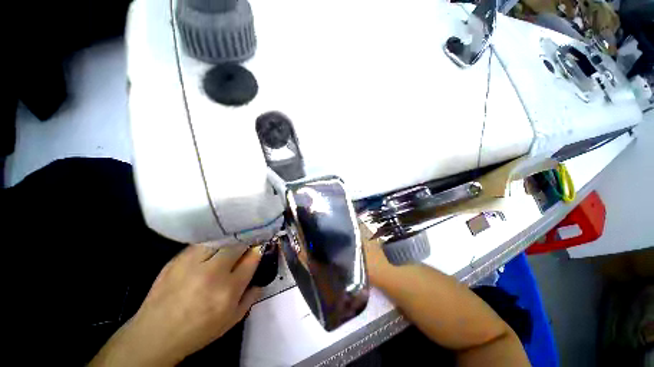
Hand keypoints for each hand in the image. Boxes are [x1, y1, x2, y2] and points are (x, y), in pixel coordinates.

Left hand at [90, 244, 262, 366]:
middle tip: (245, 247)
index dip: (258, 251)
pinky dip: (211, 245)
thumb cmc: (198, 331)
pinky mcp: (177, 260)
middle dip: (245, 244)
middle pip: (237, 245)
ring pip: (220, 240)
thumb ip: (251, 297)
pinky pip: (201, 244)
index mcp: (228, 290)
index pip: (252, 258)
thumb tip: (262, 279)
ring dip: (229, 242)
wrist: (155, 334)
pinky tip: (210, 252)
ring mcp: (192, 264)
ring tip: (229, 247)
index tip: (259, 248)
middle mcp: (212, 273)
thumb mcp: (231, 320)